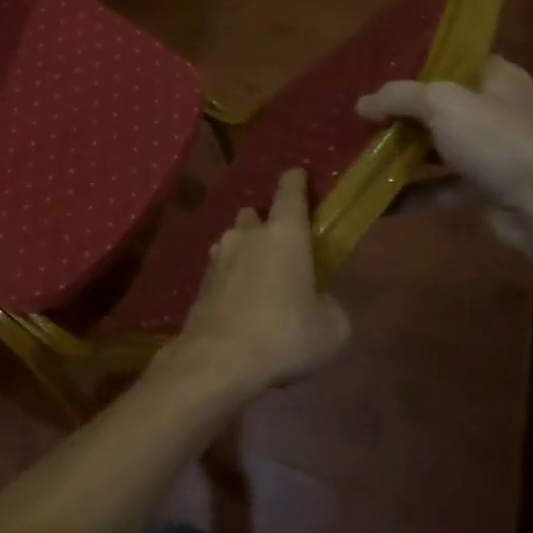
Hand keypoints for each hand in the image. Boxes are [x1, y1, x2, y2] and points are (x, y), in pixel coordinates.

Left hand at [165, 168, 350, 395]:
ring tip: (260, 276)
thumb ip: (329, 305)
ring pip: (234, 240)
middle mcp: (247, 236)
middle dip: (266, 224)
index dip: (295, 181)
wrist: (219, 358)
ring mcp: (218, 256)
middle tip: (281, 246)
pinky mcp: (201, 281)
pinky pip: (221, 268)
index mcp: (284, 235)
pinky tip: (240, 300)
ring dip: (246, 250)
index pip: (290, 193)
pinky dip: (232, 276)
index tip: (297, 173)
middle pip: (255, 215)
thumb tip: (319, 300)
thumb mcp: (331, 328)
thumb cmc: (284, 335)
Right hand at [356, 55, 532, 229]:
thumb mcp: (442, 104)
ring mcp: (491, 151)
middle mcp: (496, 111)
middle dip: (400, 113)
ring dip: (401, 153)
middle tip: (361, 114)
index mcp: (497, 79)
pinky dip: (410, 192)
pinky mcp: (482, 187)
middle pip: (439, 106)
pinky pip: (437, 186)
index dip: (418, 64)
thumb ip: (399, 97)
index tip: (380, 72)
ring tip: (359, 152)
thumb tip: (362, 103)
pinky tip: (376, 198)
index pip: (455, 61)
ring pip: (436, 147)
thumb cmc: (497, 141)